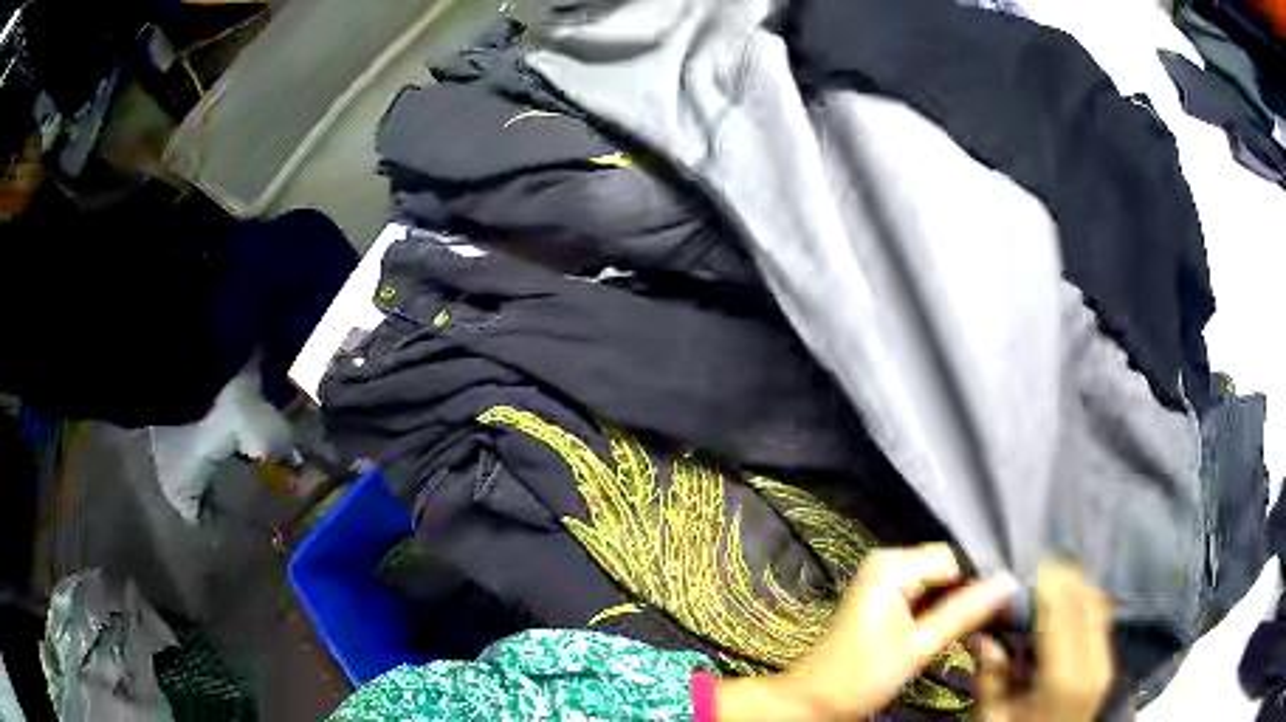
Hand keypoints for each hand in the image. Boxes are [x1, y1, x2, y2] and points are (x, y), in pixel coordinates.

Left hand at [717, 544, 1017, 720]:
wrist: (812, 702)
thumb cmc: (858, 678)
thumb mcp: (919, 647)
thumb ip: (964, 613)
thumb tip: (1008, 584)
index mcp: (891, 566)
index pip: (955, 559)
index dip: (977, 583)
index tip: (996, 609)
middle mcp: (887, 564)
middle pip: (947, 568)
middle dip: (966, 594)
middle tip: (980, 625)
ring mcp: (885, 582)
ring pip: (939, 584)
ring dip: (954, 605)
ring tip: (966, 631)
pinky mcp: (884, 600)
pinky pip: (924, 596)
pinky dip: (938, 612)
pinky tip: (946, 632)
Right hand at [973, 564, 1113, 721]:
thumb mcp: (992, 718)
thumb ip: (989, 675)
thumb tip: (980, 634)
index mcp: (1065, 678)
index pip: (1065, 608)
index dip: (1045, 582)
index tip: (1020, 572)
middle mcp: (1094, 662)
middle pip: (1087, 597)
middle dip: (1058, 581)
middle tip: (1025, 585)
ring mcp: (1105, 662)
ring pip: (1097, 602)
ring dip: (1071, 590)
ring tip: (1040, 597)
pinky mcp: (1105, 663)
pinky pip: (1099, 617)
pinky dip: (1080, 605)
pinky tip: (1057, 617)